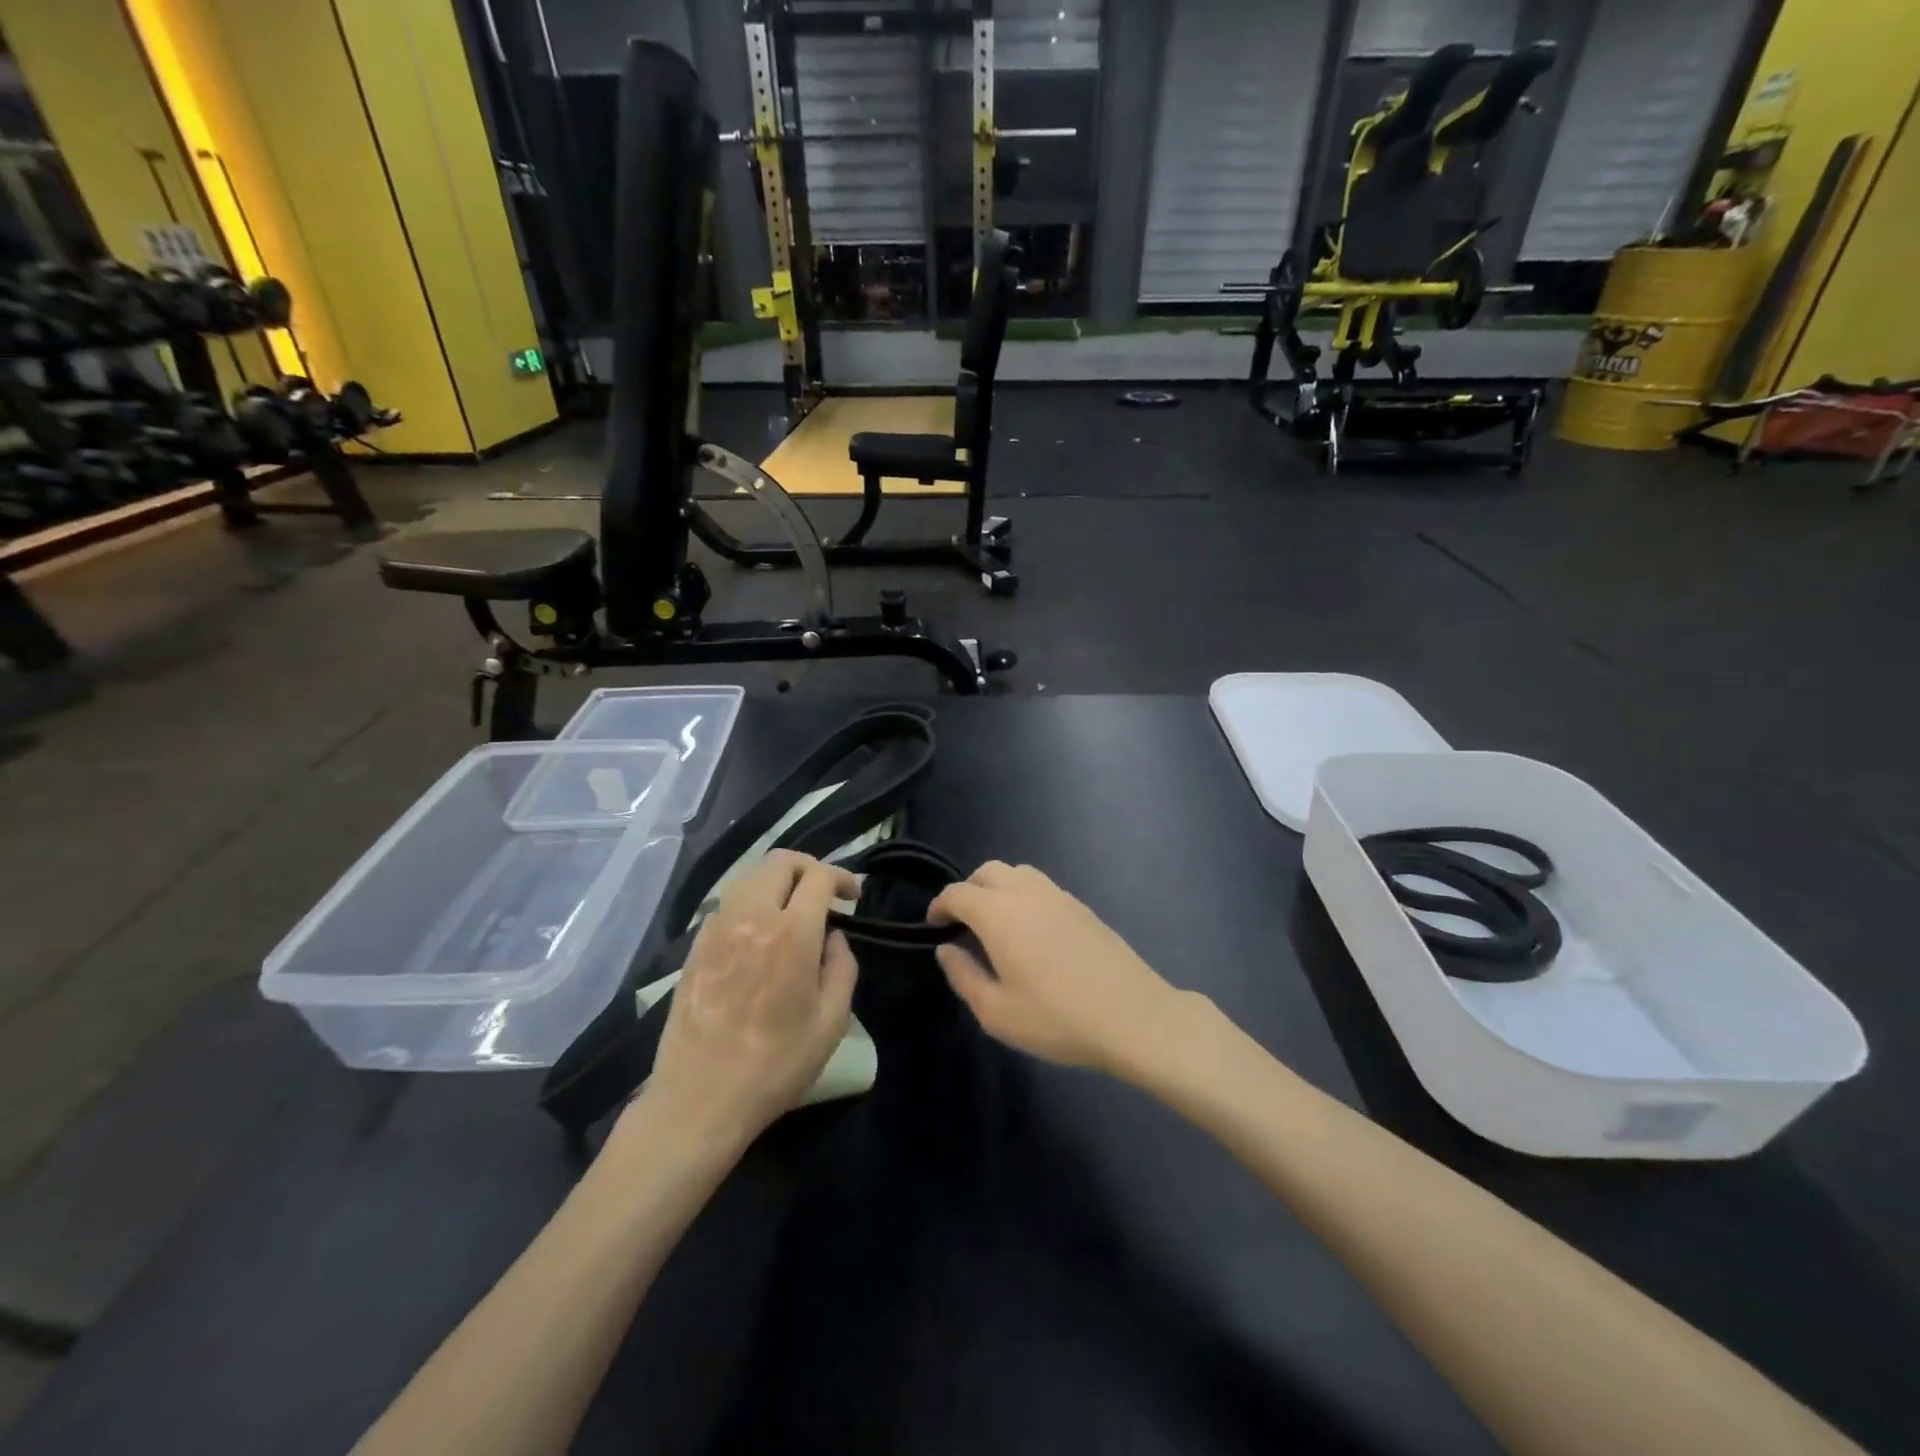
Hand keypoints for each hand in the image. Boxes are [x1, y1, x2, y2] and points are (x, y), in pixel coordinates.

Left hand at [643, 851, 858, 1142]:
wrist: (700, 1099)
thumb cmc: (776, 1065)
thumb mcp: (831, 1022)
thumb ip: (842, 967)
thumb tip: (834, 937)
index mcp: (792, 933)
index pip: (819, 876)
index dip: (842, 877)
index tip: (853, 896)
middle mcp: (752, 917)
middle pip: (780, 862)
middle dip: (808, 867)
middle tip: (824, 891)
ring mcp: (718, 929)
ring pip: (749, 876)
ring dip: (776, 880)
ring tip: (791, 906)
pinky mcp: (695, 946)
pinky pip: (726, 903)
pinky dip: (749, 902)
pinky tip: (757, 932)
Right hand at [928, 861, 1184, 1073]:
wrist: (1131, 1015)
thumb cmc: (1056, 1018)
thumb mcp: (997, 1011)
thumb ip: (964, 976)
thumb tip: (946, 949)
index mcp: (998, 913)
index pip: (958, 893)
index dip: (939, 906)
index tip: (934, 926)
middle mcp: (1026, 892)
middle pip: (987, 871)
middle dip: (968, 890)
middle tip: (963, 923)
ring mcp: (1058, 895)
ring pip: (1017, 872)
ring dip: (998, 888)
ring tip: (996, 924)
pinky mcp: (1081, 906)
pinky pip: (1041, 886)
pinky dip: (1024, 895)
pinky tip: (1031, 931)